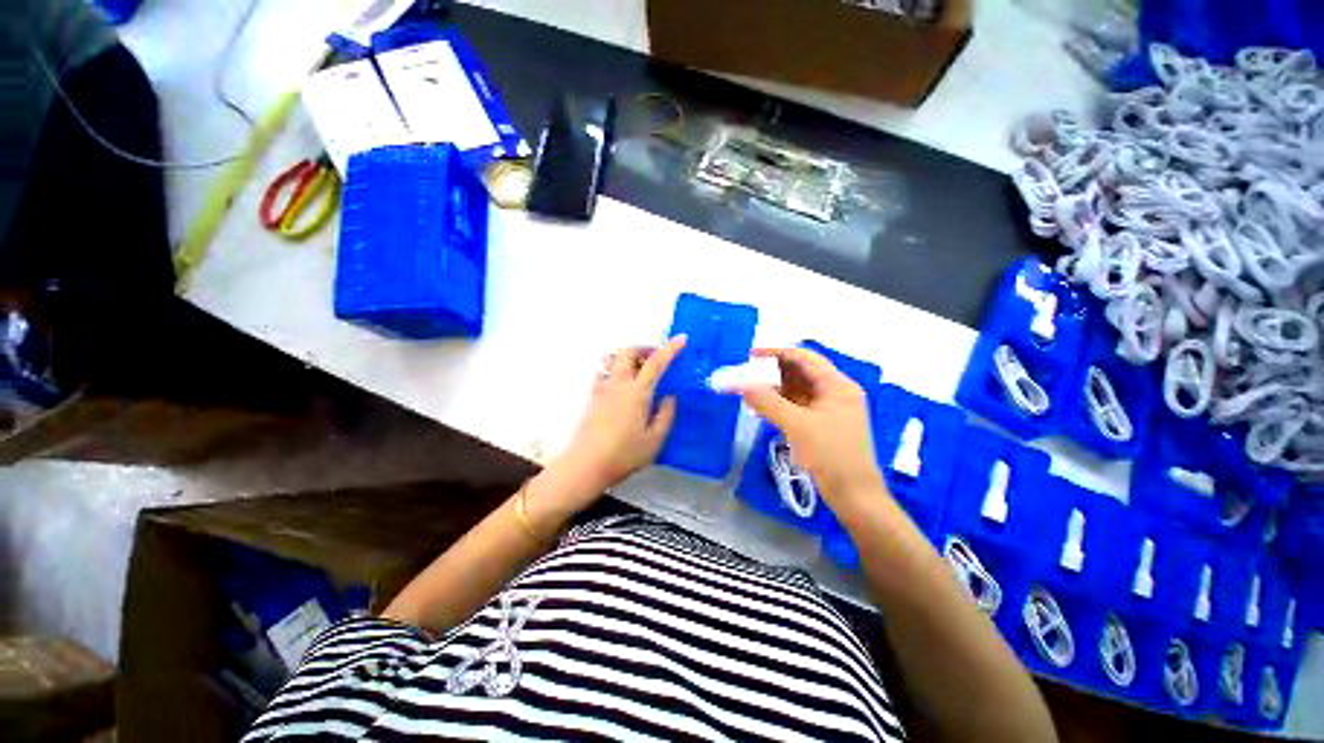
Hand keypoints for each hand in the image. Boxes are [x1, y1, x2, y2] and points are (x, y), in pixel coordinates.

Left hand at [550, 336, 687, 500]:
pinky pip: (604, 371)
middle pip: (628, 351)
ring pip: (614, 358)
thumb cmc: (623, 455)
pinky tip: (622, 384)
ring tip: (641, 369)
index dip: (670, 348)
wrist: (585, 465)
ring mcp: (602, 388)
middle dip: (645, 347)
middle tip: (657, 358)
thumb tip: (669, 397)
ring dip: (629, 356)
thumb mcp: (654, 441)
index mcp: (637, 393)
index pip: (656, 363)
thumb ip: (665, 415)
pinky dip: (616, 368)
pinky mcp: (592, 396)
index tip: (682, 338)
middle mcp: (618, 384)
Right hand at [740, 347, 884, 500]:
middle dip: (772, 372)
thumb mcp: (797, 426)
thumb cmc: (831, 456)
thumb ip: (768, 402)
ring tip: (748, 391)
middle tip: (746, 375)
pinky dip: (779, 405)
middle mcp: (835, 393)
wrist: (854, 497)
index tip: (751, 356)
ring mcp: (829, 410)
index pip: (805, 358)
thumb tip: (741, 385)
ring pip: (797, 391)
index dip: (777, 353)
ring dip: (774, 390)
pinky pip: (797, 407)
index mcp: (837, 386)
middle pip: (800, 373)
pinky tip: (761, 408)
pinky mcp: (822, 425)